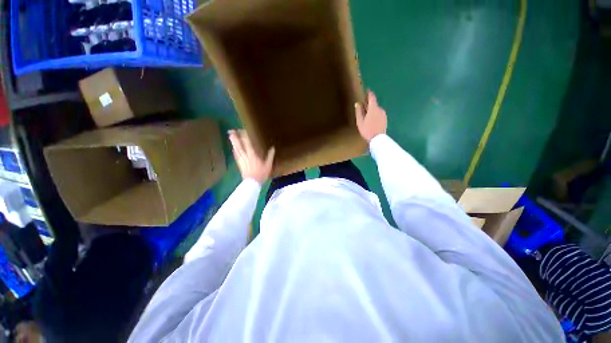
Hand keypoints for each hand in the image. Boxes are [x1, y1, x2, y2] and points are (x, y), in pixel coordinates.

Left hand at [229, 129, 274, 184]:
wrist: (252, 182)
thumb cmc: (261, 173)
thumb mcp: (268, 165)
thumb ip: (270, 156)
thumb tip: (272, 148)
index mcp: (253, 155)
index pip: (248, 143)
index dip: (245, 136)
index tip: (242, 130)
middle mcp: (246, 156)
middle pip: (239, 145)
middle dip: (235, 138)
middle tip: (231, 131)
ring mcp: (241, 160)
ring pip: (236, 149)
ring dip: (233, 143)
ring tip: (230, 136)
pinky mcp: (239, 164)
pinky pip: (236, 156)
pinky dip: (234, 151)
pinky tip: (233, 149)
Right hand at [355, 90, 386, 141]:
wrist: (378, 139)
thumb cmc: (367, 130)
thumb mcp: (360, 122)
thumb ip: (359, 111)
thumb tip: (357, 104)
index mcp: (373, 108)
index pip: (372, 97)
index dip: (369, 93)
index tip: (367, 91)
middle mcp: (380, 109)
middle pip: (374, 104)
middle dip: (369, 103)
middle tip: (364, 104)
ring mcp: (384, 114)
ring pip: (377, 109)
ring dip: (372, 110)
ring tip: (367, 114)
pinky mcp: (385, 119)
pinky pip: (379, 114)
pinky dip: (375, 114)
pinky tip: (372, 120)